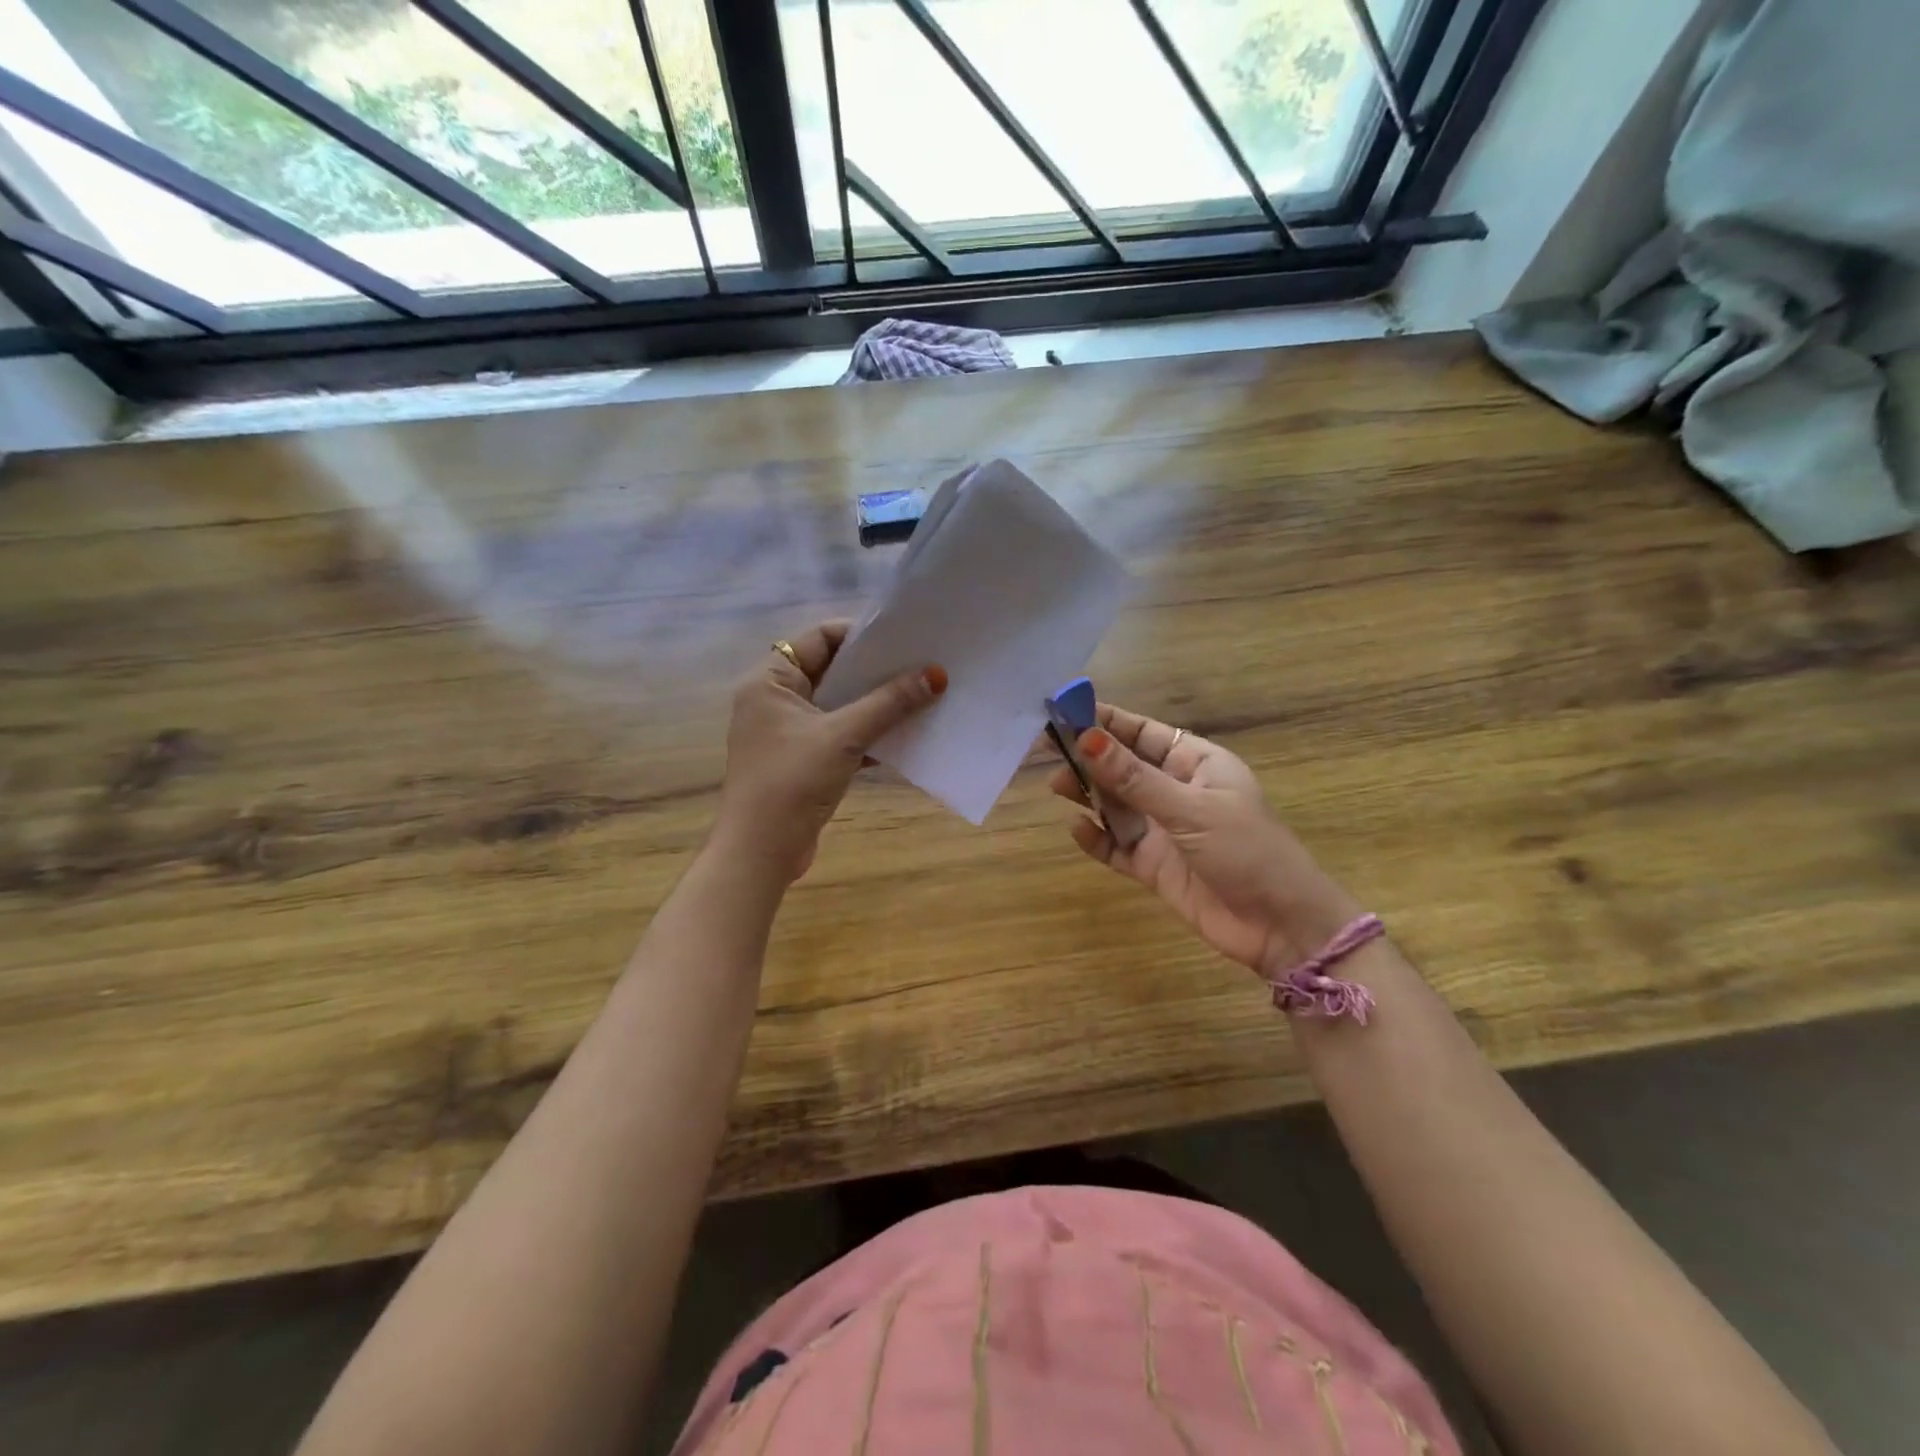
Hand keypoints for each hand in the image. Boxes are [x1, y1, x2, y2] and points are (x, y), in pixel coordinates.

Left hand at [715, 621, 945, 883]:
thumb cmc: (792, 781)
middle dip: (875, 672)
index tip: (902, 640)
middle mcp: (776, 700)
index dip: (860, 635)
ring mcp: (788, 733)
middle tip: (920, 666)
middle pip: (832, 671)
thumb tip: (936, 675)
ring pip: (839, 706)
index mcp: (771, 680)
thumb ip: (889, 703)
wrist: (761, 851)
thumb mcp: (843, 736)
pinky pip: (841, 735)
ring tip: (921, 697)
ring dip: (875, 705)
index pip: (819, 638)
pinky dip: (868, 734)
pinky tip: (905, 736)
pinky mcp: (803, 761)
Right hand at [1049, 704, 1361, 973]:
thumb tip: (1086, 739)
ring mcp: (1163, 830)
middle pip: (1123, 767)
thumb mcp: (1190, 808)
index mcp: (1196, 764)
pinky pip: (1116, 846)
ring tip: (1057, 786)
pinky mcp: (1153, 866)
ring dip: (1088, 795)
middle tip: (1047, 751)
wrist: (1280, 927)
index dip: (1105, 721)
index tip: (1064, 711)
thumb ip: (1134, 778)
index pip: (1143, 733)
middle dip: (1089, 758)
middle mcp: (1176, 791)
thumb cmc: (1246, 850)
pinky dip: (1096, 838)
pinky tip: (1076, 830)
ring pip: (1115, 804)